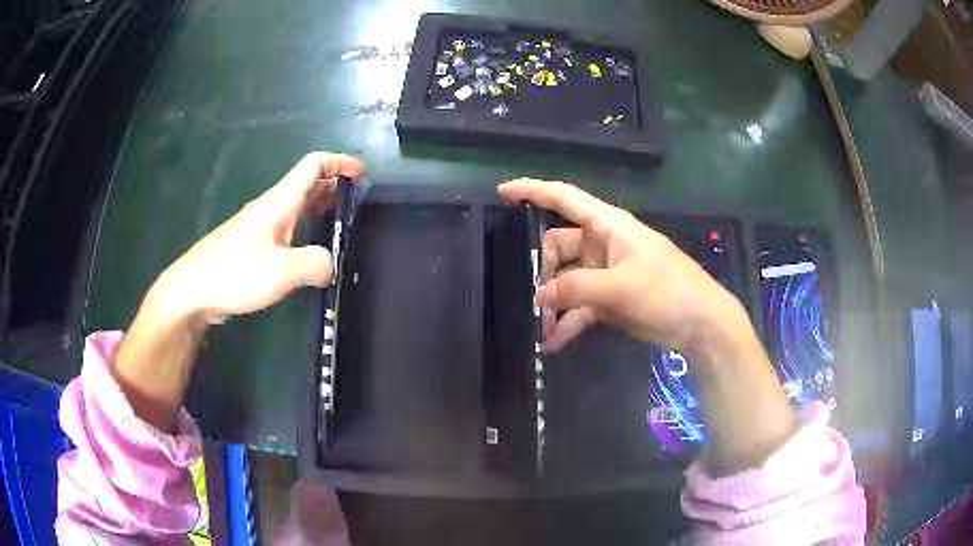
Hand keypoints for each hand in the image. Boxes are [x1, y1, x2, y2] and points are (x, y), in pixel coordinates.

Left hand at [148, 152, 365, 324]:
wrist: (193, 291)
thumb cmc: (235, 273)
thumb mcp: (283, 271)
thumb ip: (317, 264)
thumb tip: (332, 265)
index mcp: (280, 202)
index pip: (314, 165)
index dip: (340, 163)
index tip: (362, 175)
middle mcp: (271, 208)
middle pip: (307, 184)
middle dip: (335, 187)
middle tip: (356, 207)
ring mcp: (260, 227)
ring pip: (297, 207)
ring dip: (320, 210)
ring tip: (340, 230)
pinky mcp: (252, 247)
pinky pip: (287, 230)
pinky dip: (306, 232)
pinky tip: (309, 256)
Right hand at [498, 177, 741, 353]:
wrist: (701, 324)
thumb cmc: (666, 291)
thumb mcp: (620, 287)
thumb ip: (576, 289)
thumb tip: (540, 296)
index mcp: (607, 225)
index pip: (564, 197)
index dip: (533, 190)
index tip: (503, 192)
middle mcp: (603, 244)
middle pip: (558, 246)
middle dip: (543, 271)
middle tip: (538, 302)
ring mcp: (606, 272)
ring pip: (567, 280)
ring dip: (554, 302)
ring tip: (541, 329)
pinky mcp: (611, 298)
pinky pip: (580, 305)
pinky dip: (568, 321)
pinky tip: (552, 342)